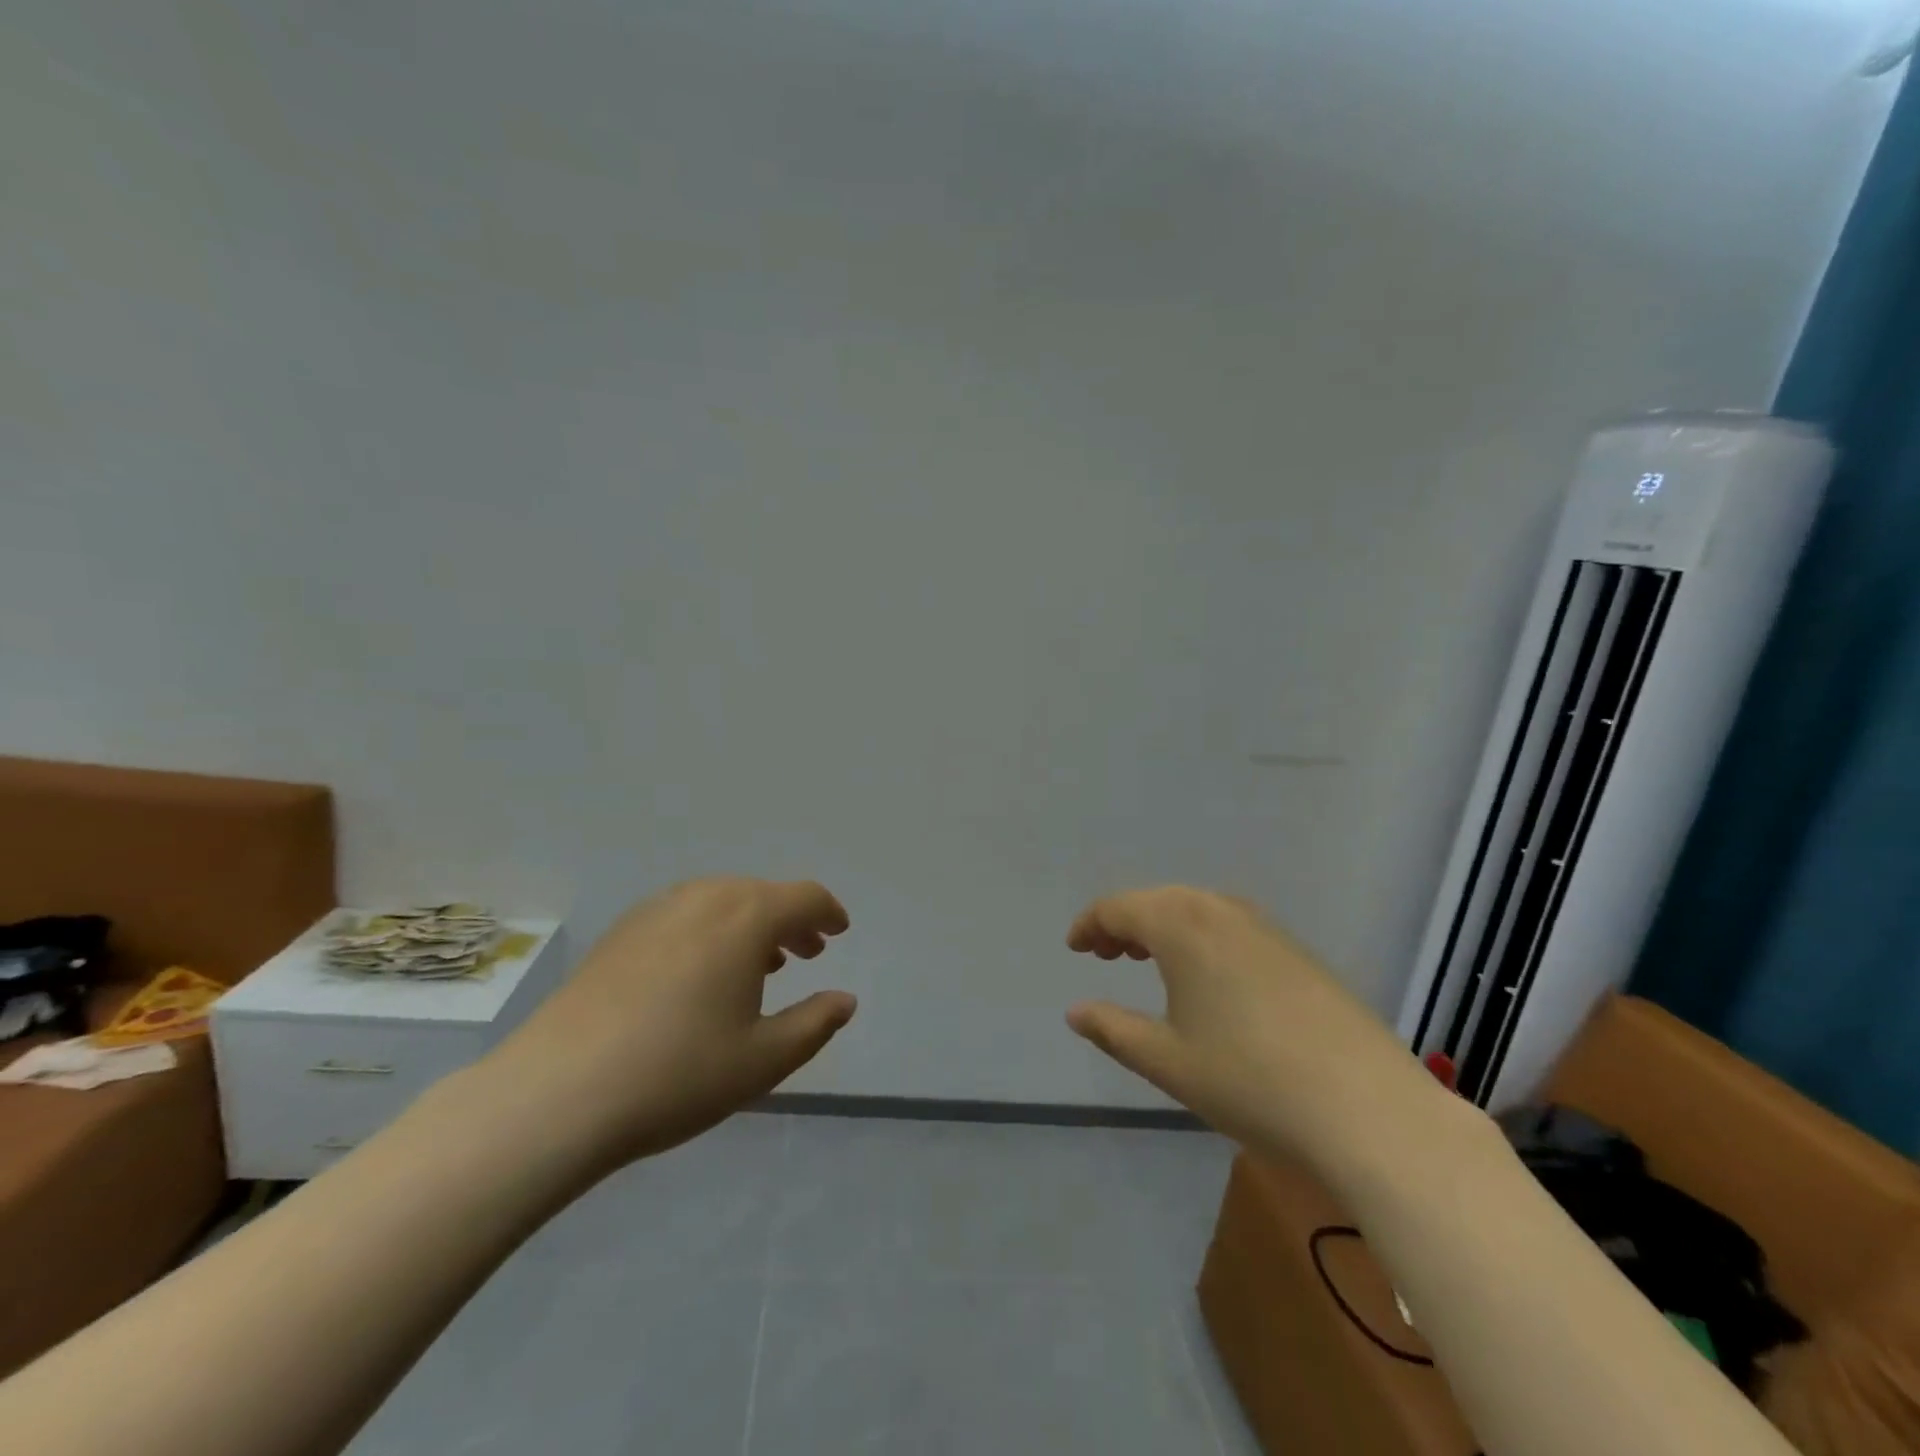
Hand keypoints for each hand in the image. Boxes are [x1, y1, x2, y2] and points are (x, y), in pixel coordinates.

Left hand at [485, 878, 855, 1176]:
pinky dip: (711, 931)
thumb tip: (845, 1000)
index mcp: (746, 917)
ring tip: (759, 964)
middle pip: (762, 894)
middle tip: (806, 953)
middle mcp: (704, 897)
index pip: (804, 897)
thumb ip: (815, 1024)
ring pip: (721, 902)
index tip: (839, 931)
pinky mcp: (620, 932)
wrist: (555, 1094)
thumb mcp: (764, 1059)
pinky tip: (701, 973)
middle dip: (791, 920)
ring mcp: (655, 910)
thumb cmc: (677, 1073)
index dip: (828, 912)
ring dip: (751, 925)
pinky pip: (684, 915)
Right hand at [1065, 886, 1438, 1171]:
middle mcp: (1221, 910)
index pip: (1118, 907)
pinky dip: (1201, 938)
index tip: (1074, 949)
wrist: (1368, 1109)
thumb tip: (1075, 1012)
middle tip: (1105, 955)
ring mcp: (1266, 927)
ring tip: (1148, 960)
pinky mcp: (1297, 951)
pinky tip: (1208, 977)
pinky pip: (1230, 926)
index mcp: (1181, 925)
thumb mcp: (1166, 1061)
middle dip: (1124, 923)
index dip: (1090, 925)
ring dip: (1164, 927)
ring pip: (1197, 910)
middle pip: (1157, 901)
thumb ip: (1113, 1030)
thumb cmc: (1249, 1081)